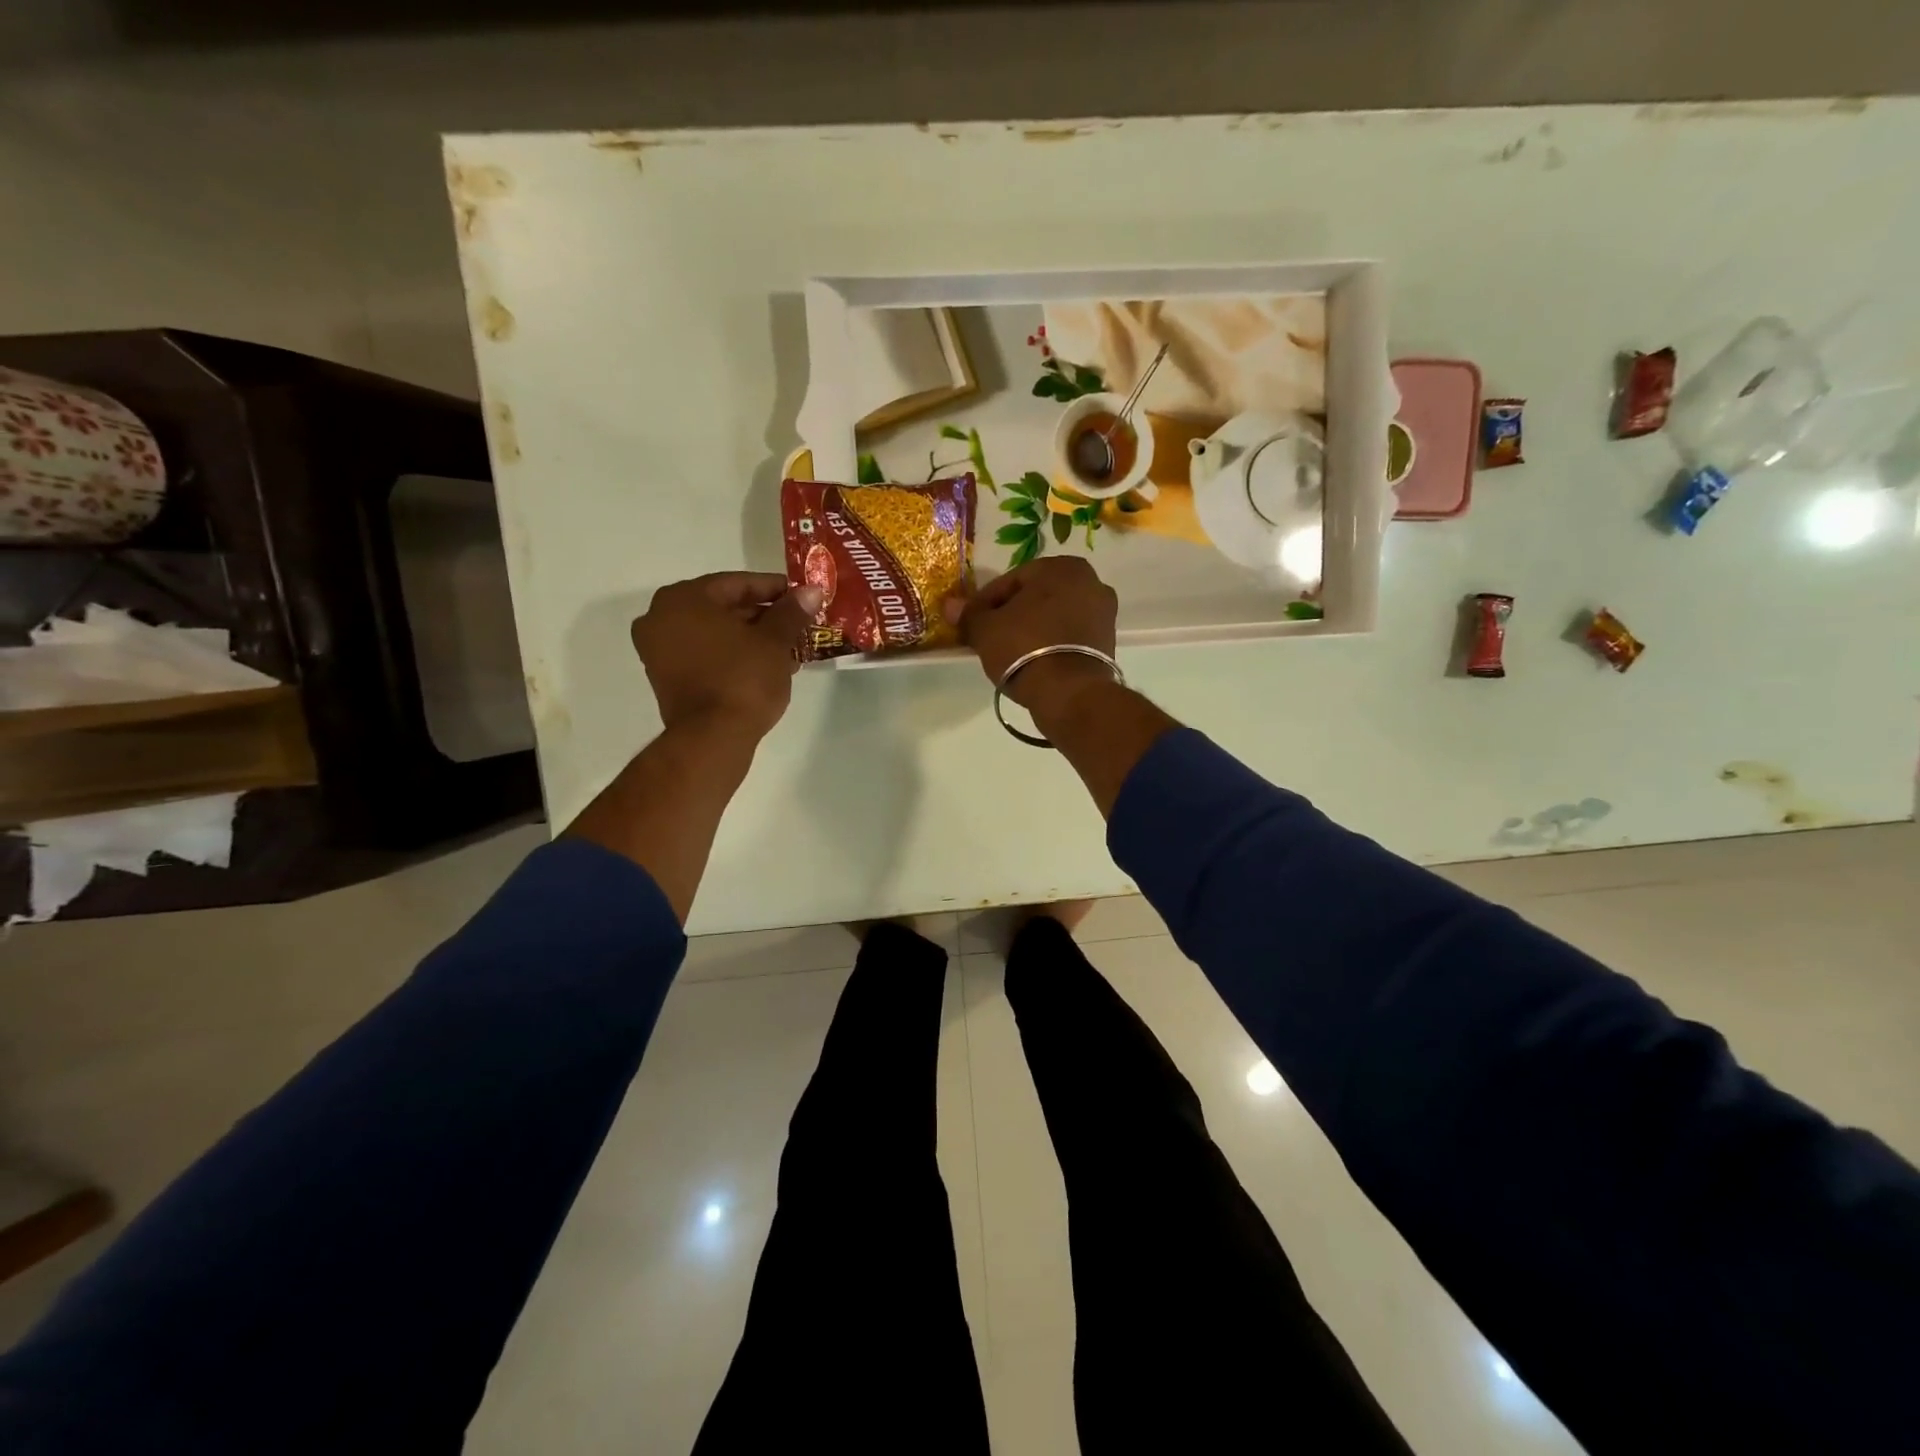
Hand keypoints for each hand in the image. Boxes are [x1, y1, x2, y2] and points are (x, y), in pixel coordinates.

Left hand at [630, 572, 822, 739]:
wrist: (713, 738)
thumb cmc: (743, 679)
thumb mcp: (775, 641)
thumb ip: (791, 611)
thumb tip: (811, 590)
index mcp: (683, 598)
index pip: (737, 584)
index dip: (774, 589)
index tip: (801, 597)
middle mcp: (660, 617)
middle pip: (723, 607)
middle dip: (763, 616)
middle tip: (796, 624)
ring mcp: (658, 650)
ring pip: (714, 633)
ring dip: (750, 638)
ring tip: (788, 648)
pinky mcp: (665, 678)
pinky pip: (704, 654)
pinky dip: (732, 655)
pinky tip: (764, 665)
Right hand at [944, 557, 1118, 724]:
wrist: (1069, 693)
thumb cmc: (1025, 648)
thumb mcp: (986, 630)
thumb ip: (969, 614)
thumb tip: (951, 605)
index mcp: (1062, 566)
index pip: (1012, 580)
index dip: (986, 602)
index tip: (971, 621)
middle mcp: (1091, 582)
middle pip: (1036, 596)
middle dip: (1012, 613)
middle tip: (989, 636)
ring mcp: (1104, 613)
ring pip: (1054, 616)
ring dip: (1032, 628)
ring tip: (1009, 652)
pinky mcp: (1108, 642)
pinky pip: (1069, 635)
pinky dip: (1051, 642)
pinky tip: (1033, 660)